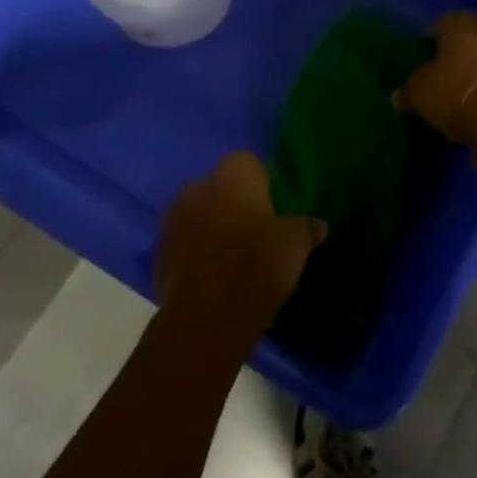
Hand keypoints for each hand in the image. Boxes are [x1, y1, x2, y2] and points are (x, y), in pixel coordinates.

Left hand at [156, 151, 325, 324]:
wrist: (207, 316)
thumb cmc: (257, 263)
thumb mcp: (296, 243)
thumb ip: (307, 228)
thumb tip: (318, 225)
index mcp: (232, 174)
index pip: (248, 161)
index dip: (262, 181)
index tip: (274, 205)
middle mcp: (197, 186)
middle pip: (219, 186)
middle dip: (233, 202)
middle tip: (255, 229)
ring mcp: (172, 219)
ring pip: (198, 213)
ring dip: (211, 227)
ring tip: (233, 255)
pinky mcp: (157, 252)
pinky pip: (184, 243)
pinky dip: (196, 253)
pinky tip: (214, 275)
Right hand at [396, 11, 476, 143]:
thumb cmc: (454, 91)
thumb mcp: (419, 92)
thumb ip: (408, 91)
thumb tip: (399, 96)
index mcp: (460, 24)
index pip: (440, 24)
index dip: (430, 43)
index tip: (422, 62)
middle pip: (467, 45)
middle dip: (456, 64)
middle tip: (441, 86)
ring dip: (476, 86)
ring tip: (462, 113)